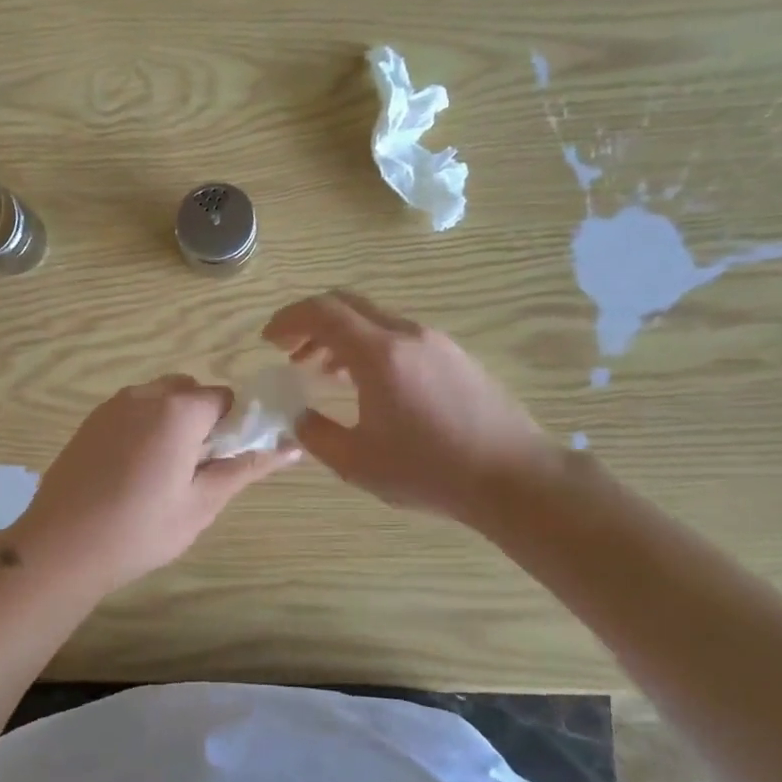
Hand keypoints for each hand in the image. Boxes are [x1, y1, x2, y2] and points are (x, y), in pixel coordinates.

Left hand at [9, 375, 299, 595]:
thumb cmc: (140, 529)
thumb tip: (293, 447)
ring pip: (158, 400)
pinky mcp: (89, 422)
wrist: (61, 547)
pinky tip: (131, 473)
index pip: (224, 399)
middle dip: (202, 422)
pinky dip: (143, 429)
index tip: (225, 462)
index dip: (233, 427)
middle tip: (195, 470)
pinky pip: (130, 412)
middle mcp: (144, 395)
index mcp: (178, 410)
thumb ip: (246, 468)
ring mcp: (111, 406)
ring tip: (162, 475)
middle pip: (190, 393)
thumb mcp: (202, 503)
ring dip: (171, 424)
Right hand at [262, 291, 549, 522]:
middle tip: (290, 351)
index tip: (268, 340)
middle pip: (347, 304)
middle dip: (310, 322)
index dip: (288, 320)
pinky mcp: (455, 356)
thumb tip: (297, 416)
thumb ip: (316, 434)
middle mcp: (407, 334)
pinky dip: (369, 346)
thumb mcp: (357, 463)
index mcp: (379, 354)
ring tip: (322, 371)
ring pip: (374, 320)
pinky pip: (399, 336)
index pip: (322, 312)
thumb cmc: (429, 471)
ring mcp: (436, 341)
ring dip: (340, 336)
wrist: (514, 477)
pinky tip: (367, 384)